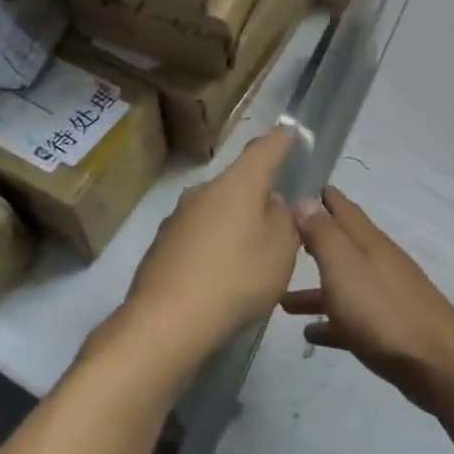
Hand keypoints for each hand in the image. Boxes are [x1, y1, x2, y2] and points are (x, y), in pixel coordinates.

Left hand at [121, 127, 301, 367]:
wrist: (165, 322)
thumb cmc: (236, 278)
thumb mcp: (281, 251)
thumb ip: (285, 220)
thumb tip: (273, 202)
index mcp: (238, 184)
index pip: (264, 149)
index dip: (281, 140)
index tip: (291, 131)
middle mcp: (204, 191)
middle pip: (239, 182)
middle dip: (259, 194)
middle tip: (279, 221)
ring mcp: (178, 218)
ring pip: (218, 210)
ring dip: (236, 223)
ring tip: (251, 256)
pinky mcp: (162, 246)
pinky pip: (199, 236)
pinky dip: (215, 247)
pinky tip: (222, 276)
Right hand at [283, 188, 453, 410]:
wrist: (433, 360)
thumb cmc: (381, 309)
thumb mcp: (344, 265)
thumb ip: (323, 234)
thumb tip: (305, 200)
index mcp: (368, 242)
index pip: (345, 210)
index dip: (326, 198)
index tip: (304, 188)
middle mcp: (377, 263)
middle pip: (343, 247)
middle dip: (317, 241)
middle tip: (286, 239)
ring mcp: (384, 297)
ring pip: (343, 285)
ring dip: (315, 290)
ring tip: (282, 300)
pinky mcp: (386, 329)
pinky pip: (350, 319)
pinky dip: (330, 322)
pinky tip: (311, 333)